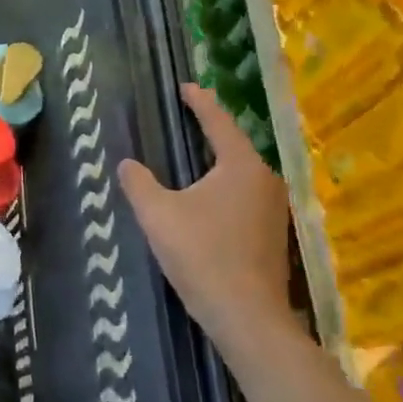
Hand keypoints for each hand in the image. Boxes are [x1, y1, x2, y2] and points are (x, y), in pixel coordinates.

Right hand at [119, 85, 294, 342]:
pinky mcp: (273, 235)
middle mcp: (266, 180)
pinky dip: (224, 192)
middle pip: (235, 147)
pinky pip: (245, 199)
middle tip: (186, 123)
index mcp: (241, 166)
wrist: (245, 314)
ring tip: (192, 163)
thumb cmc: (201, 255)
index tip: (185, 87)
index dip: (200, 102)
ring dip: (217, 167)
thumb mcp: (158, 215)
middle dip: (210, 134)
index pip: (219, 122)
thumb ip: (139, 183)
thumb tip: (127, 164)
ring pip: (241, 176)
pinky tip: (206, 205)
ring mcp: (275, 209)